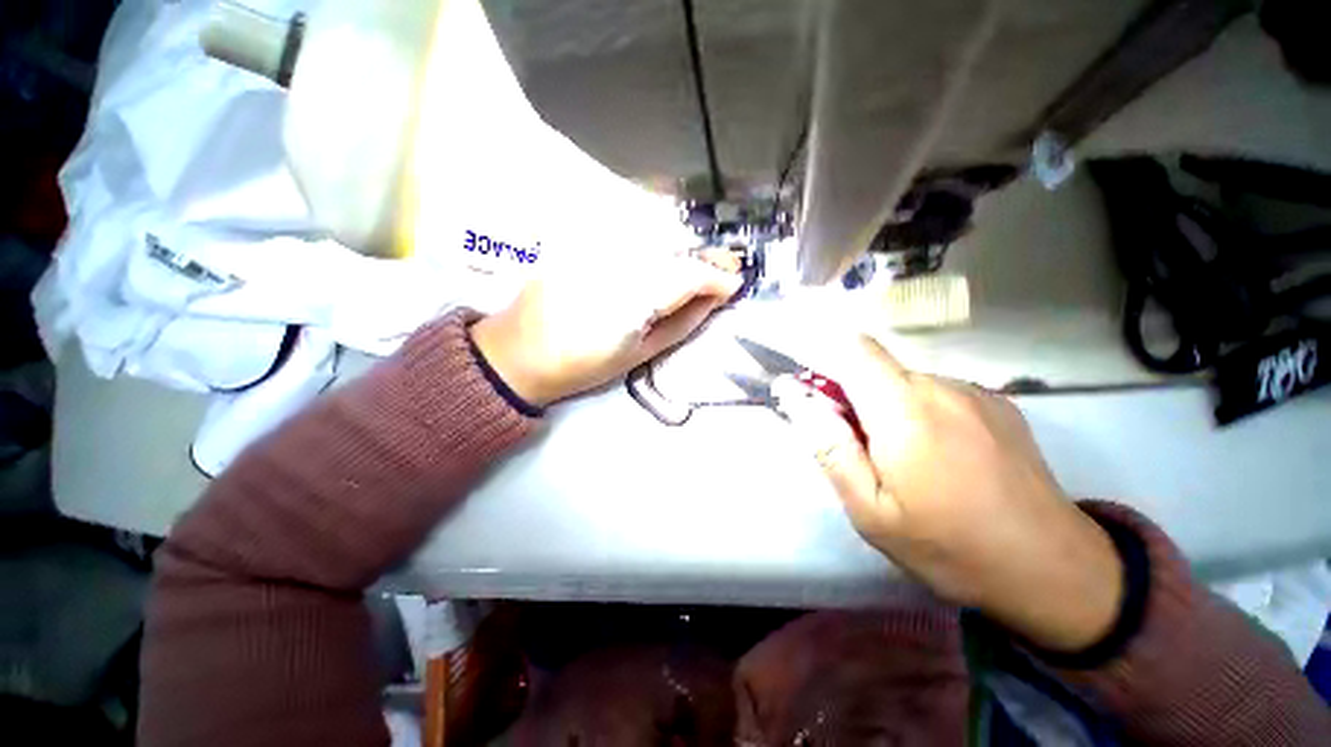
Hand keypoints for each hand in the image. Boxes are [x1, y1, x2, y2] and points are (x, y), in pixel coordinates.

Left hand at [471, 255, 740, 405]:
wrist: (521, 352)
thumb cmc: (583, 365)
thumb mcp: (642, 353)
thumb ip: (683, 322)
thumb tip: (714, 299)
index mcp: (629, 299)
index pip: (688, 273)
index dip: (718, 277)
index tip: (735, 285)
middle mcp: (612, 262)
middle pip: (674, 246)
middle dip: (705, 258)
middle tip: (724, 271)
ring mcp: (592, 245)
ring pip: (654, 233)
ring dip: (683, 248)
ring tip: (697, 267)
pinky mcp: (579, 239)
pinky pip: (628, 232)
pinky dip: (654, 241)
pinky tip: (662, 256)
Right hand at [778, 336, 1123, 652]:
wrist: (1054, 571)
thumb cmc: (949, 546)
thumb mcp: (870, 510)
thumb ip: (829, 446)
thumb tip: (795, 396)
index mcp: (905, 409)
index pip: (853, 349)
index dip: (827, 364)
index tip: (822, 404)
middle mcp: (942, 386)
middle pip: (877, 368)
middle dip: (854, 398)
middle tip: (862, 453)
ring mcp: (976, 393)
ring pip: (906, 382)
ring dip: (888, 408)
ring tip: (906, 463)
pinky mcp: (999, 404)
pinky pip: (938, 394)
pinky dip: (921, 413)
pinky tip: (943, 459)